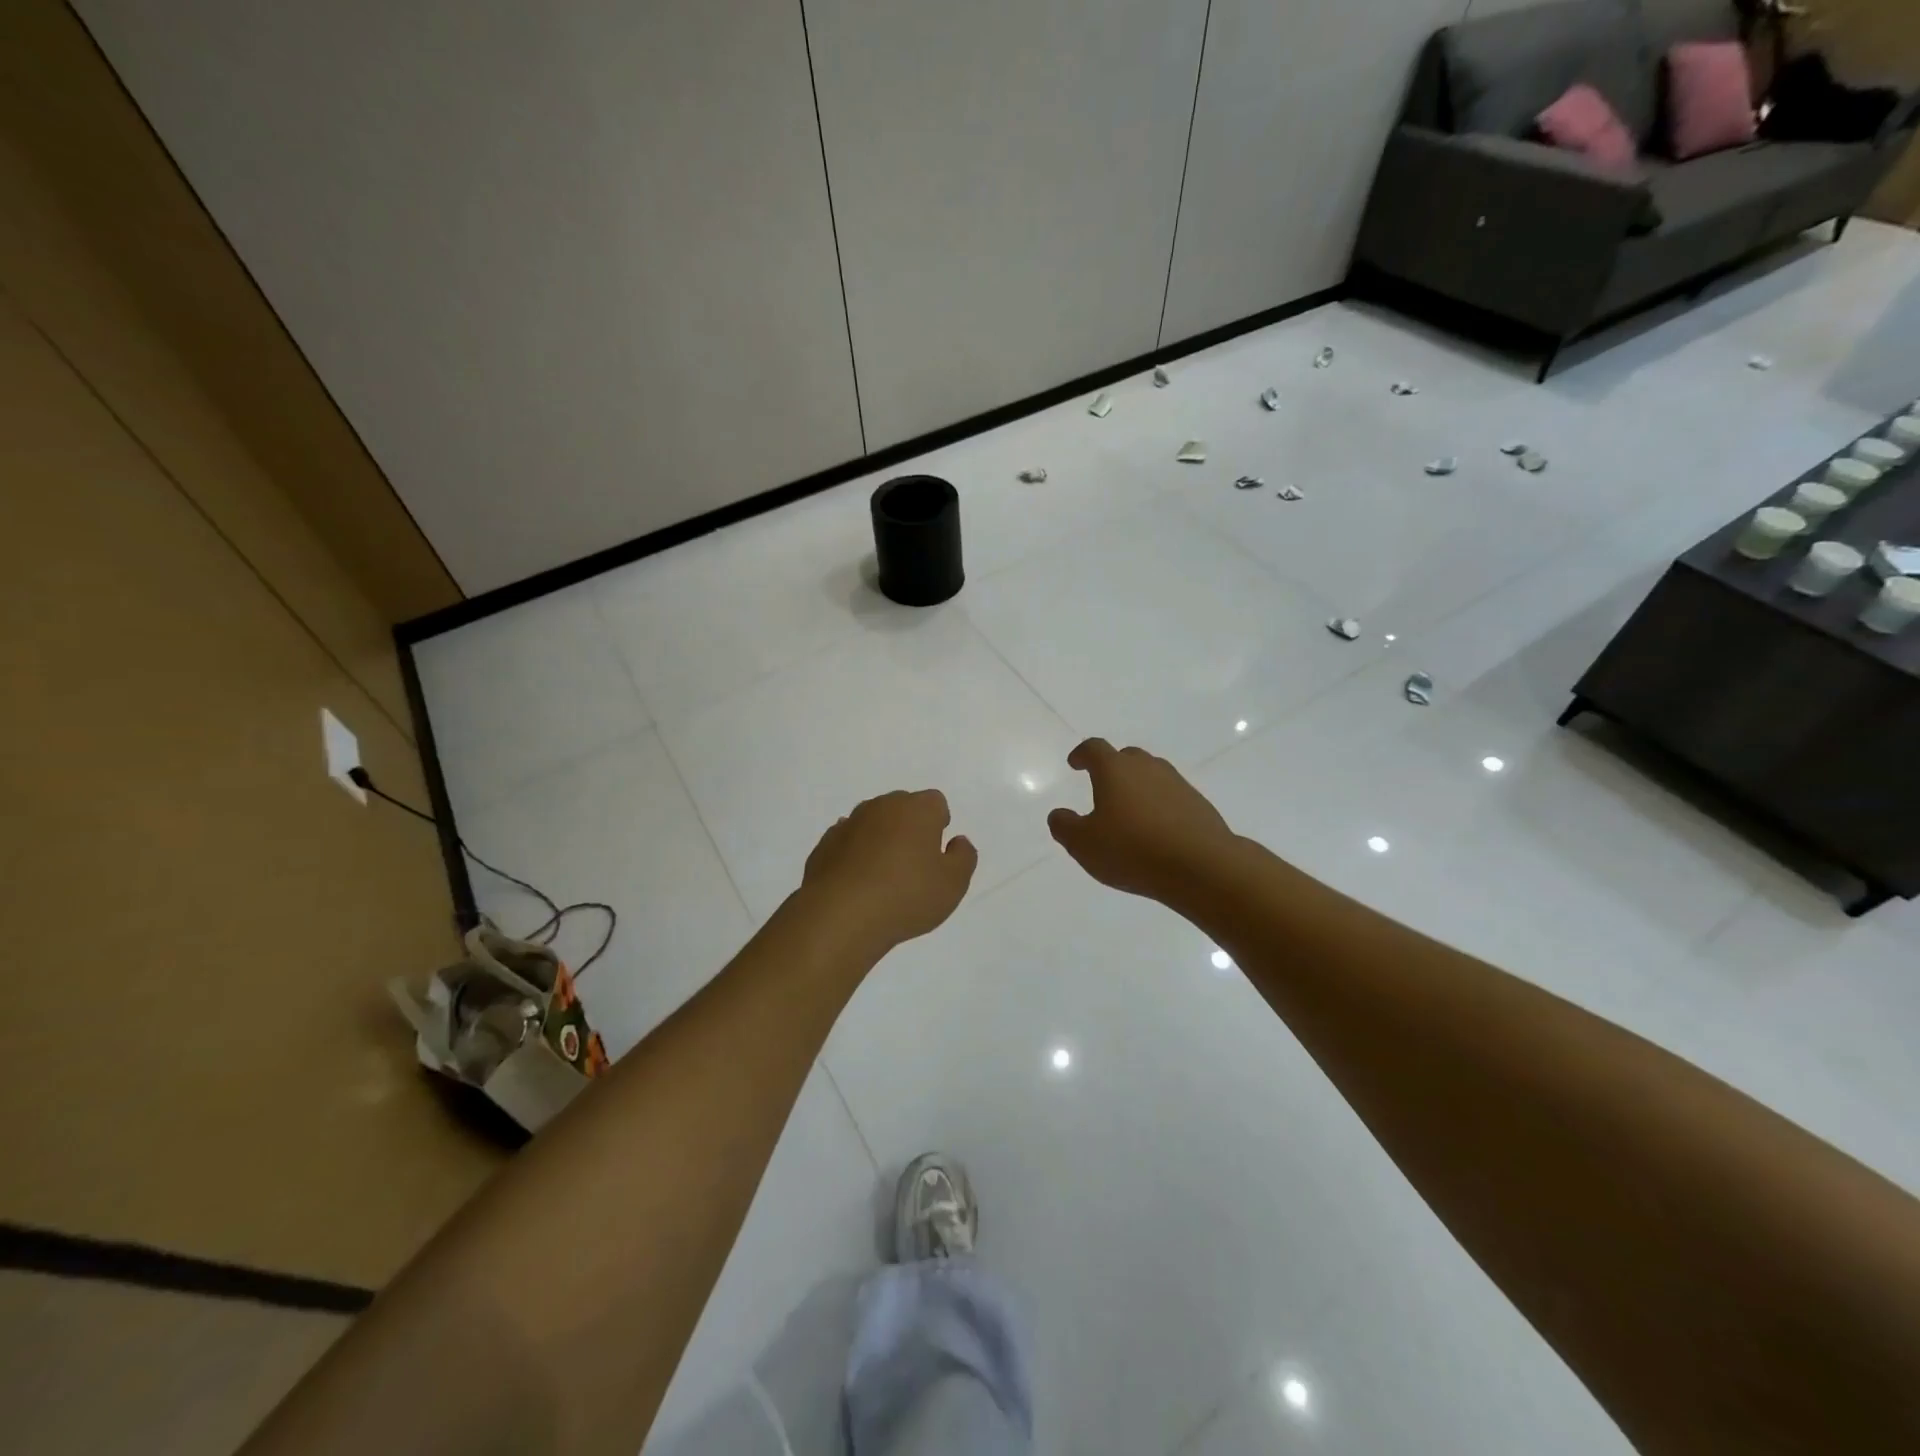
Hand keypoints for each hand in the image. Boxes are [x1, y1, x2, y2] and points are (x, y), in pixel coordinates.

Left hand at [800, 790, 977, 955]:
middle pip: (902, 809)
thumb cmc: (906, 895)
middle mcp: (881, 806)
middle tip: (913, 866)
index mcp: (916, 809)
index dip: (939, 824)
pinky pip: (848, 843)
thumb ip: (963, 858)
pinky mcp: (824, 845)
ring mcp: (848, 824)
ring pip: (872, 824)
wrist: (840, 915)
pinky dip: (854, 856)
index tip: (936, 851)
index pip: (935, 802)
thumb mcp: (953, 884)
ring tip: (883, 878)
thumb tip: (957, 842)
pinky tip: (858, 884)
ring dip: (880, 841)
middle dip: (909, 829)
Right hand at [1048, 738, 1237, 904]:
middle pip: (1127, 757)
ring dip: (1138, 787)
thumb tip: (1059, 815)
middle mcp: (1147, 768)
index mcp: (1115, 770)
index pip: (1094, 749)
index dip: (1082, 754)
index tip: (1075, 763)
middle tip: (1103, 787)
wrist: (1201, 866)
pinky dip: (1159, 806)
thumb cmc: (1132, 849)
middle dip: (1112, 768)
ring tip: (1130, 812)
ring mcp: (1177, 784)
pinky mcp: (1198, 805)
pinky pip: (1171, 797)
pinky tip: (1156, 831)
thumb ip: (1065, 827)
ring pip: (1152, 776)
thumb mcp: (1084, 845)